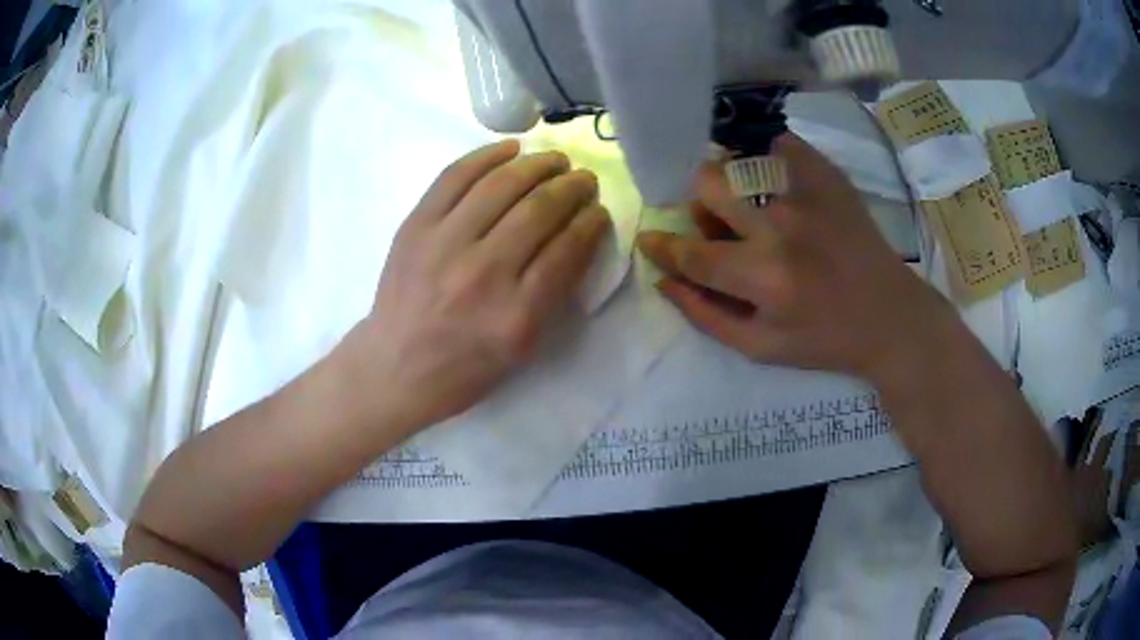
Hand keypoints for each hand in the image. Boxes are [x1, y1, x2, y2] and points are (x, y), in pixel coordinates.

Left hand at [346, 140, 608, 428]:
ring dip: (537, 165)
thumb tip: (578, 234)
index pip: (567, 249)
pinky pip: (455, 177)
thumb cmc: (465, 367)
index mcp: (516, 315)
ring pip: (501, 185)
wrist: (395, 367)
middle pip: (538, 210)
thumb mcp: (522, 347)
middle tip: (584, 179)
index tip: (599, 211)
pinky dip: (487, 156)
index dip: (591, 223)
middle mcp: (482, 273)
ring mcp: (443, 244)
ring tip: (555, 160)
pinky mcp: (415, 226)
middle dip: (572, 187)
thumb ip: (554, 292)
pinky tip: (511, 149)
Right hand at [637, 133, 954, 382]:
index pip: (693, 252)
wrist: (891, 317)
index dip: (663, 246)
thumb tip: (664, 279)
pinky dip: (770, 160)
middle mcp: (782, 227)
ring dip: (733, 185)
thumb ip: (706, 315)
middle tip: (718, 224)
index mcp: (764, 278)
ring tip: (755, 208)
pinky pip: (781, 145)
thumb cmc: (826, 339)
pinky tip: (782, 187)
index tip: (650, 239)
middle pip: (709, 185)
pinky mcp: (830, 176)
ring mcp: (808, 194)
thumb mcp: (761, 348)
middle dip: (699, 205)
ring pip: (740, 163)